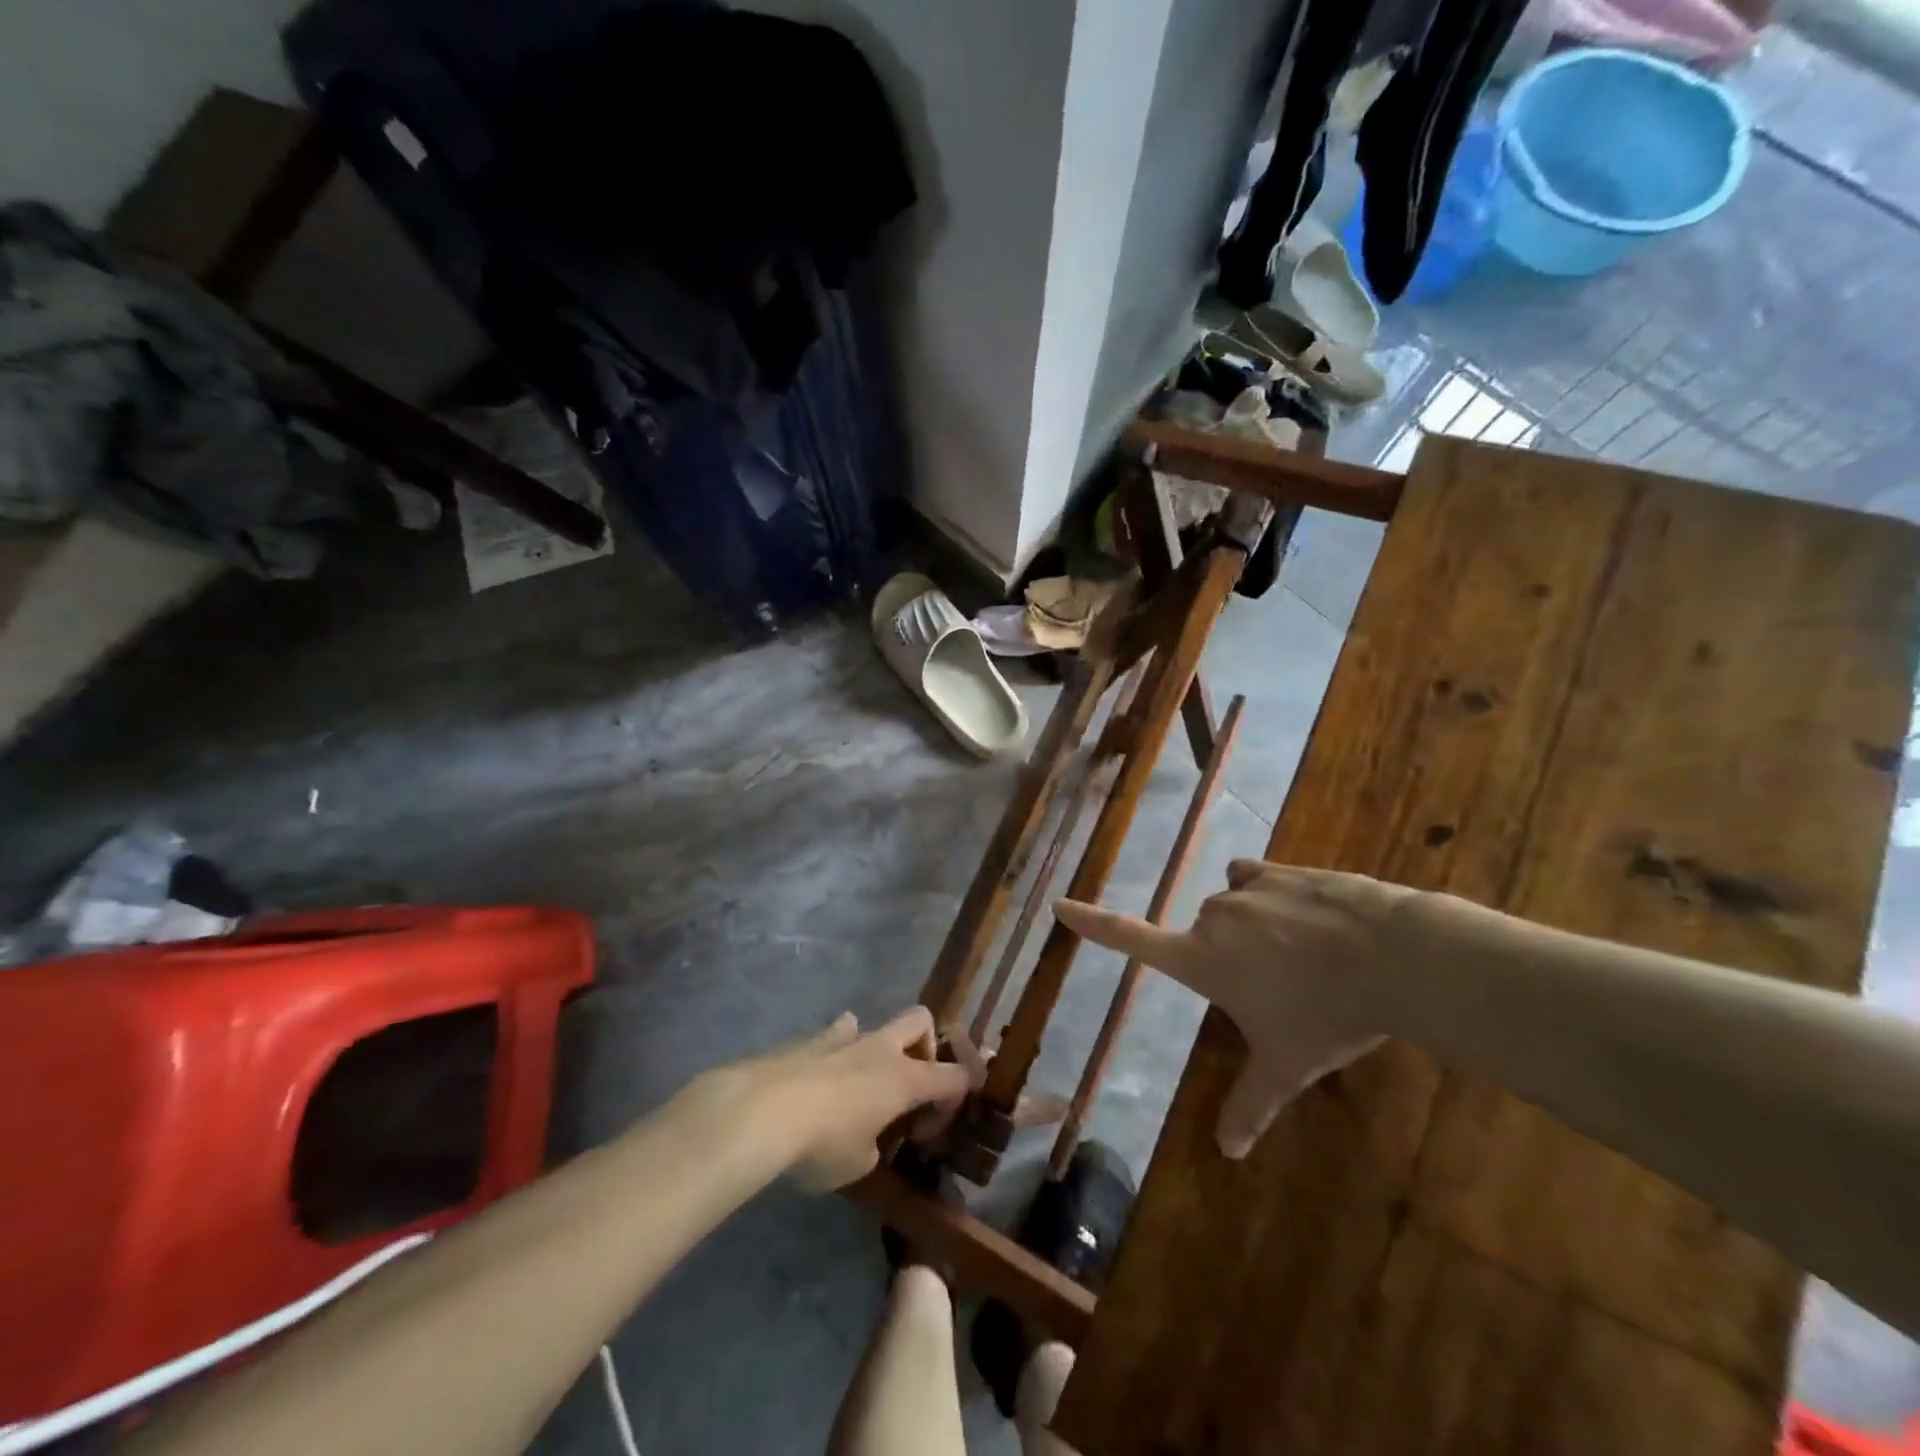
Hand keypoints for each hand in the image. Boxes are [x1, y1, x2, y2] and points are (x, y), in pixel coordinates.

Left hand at [691, 1008, 971, 1191]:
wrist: (760, 1111)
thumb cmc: (820, 1144)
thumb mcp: (856, 1165)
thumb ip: (872, 1147)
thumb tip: (866, 1138)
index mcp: (904, 1080)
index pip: (953, 1076)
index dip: (955, 1097)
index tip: (933, 1126)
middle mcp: (880, 1049)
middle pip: (920, 1020)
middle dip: (925, 1045)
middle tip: (910, 1083)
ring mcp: (843, 1039)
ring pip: (874, 1024)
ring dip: (876, 1049)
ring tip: (861, 1083)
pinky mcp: (808, 1040)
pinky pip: (834, 1033)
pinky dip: (837, 1046)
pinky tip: (825, 1067)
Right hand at [1054, 860, 1413, 1157]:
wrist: (1393, 958)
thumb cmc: (1328, 1015)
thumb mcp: (1288, 1067)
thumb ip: (1251, 1104)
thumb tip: (1227, 1153)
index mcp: (1201, 960)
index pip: (1131, 940)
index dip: (1092, 923)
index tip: (1060, 904)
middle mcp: (1213, 917)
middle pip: (1204, 934)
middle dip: (1230, 956)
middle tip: (1279, 986)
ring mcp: (1246, 887)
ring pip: (1232, 905)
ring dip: (1252, 925)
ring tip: (1301, 952)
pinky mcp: (1280, 869)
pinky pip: (1255, 877)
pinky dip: (1268, 892)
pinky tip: (1304, 912)